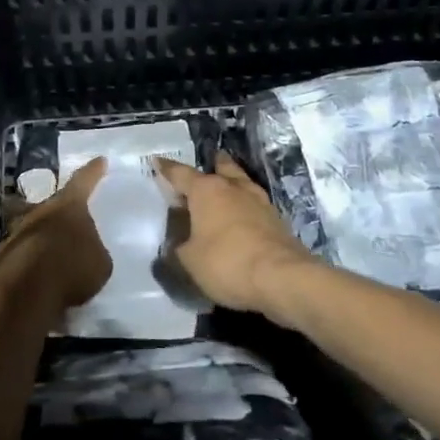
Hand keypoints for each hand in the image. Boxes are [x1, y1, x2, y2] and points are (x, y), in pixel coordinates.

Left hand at [0, 158, 111, 311]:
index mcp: (69, 206)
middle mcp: (40, 211)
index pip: (83, 181)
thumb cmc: (73, 267)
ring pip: (30, 227)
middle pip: (49, 204)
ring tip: (51, 254)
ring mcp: (17, 231)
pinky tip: (38, 277)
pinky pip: (22, 253)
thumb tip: (85, 250)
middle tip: (64, 218)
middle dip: (56, 210)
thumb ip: (93, 250)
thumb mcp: (99, 261)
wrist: (27, 291)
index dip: (93, 171)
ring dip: (40, 237)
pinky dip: (29, 261)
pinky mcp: (3, 255)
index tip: (100, 160)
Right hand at [156, 154, 318, 315]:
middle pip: (222, 168)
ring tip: (225, 191)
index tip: (157, 161)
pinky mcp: (278, 222)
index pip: (181, 173)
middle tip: (207, 166)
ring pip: (243, 185)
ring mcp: (260, 203)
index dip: (167, 169)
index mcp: (207, 190)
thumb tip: (181, 242)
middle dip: (213, 166)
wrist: (282, 278)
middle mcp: (234, 188)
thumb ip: (180, 247)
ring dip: (233, 186)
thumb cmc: (227, 262)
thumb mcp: (189, 260)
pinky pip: (255, 207)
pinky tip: (242, 219)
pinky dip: (246, 209)